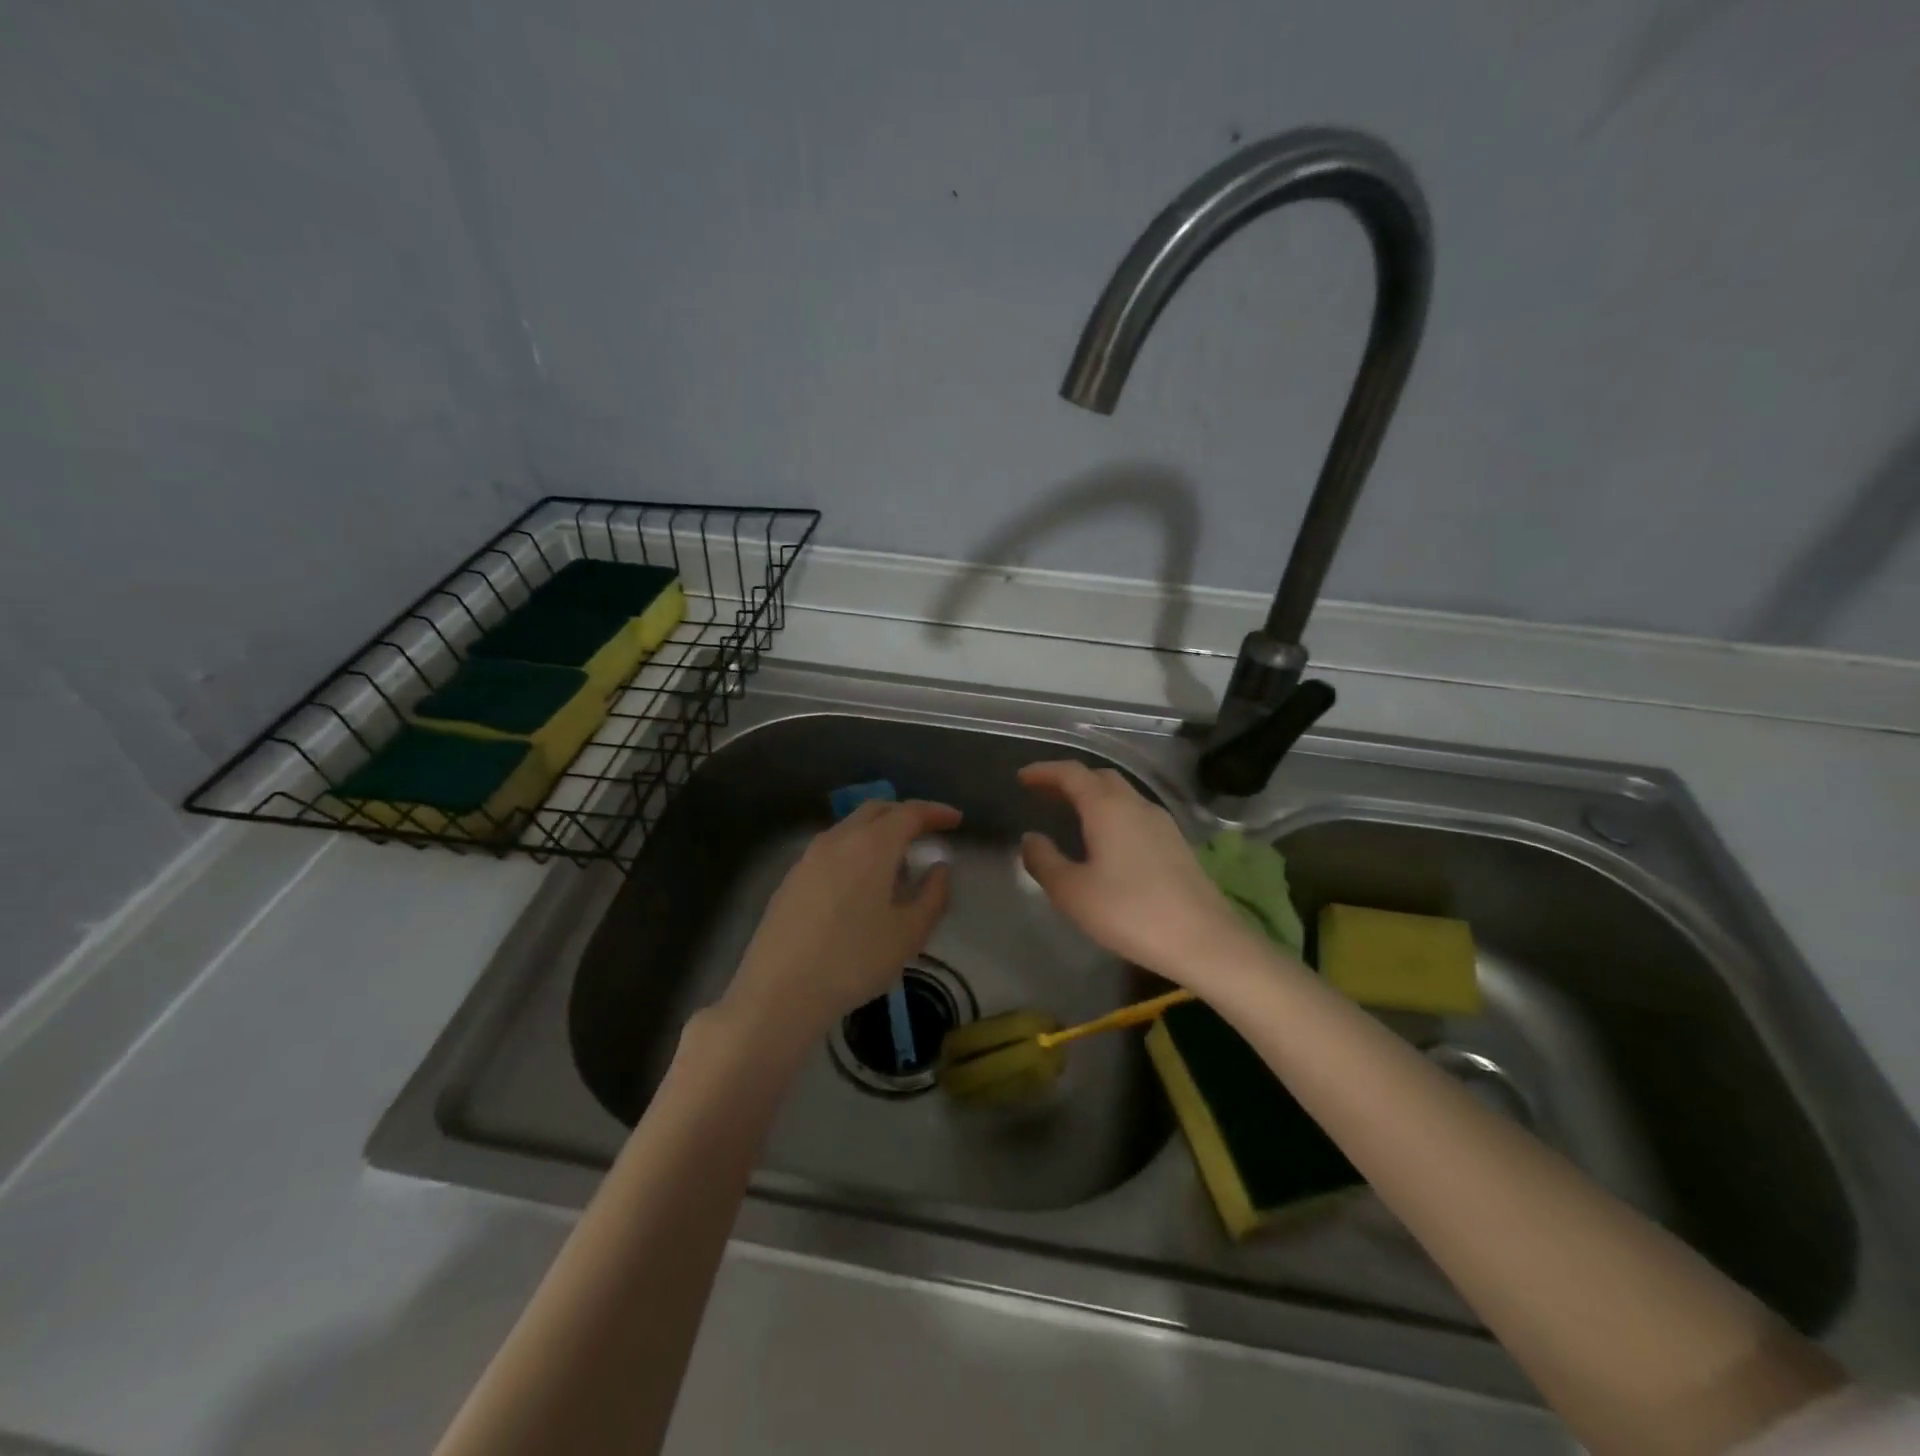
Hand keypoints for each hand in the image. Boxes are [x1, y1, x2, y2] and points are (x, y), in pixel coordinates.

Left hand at [720, 798, 961, 1054]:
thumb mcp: (909, 934)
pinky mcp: (791, 878)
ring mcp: (809, 857)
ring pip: (850, 828)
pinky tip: (860, 885)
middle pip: (876, 810)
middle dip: (905, 815)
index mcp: (872, 845)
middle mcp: (838, 839)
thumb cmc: (854, 960)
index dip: (935, 813)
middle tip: (927, 834)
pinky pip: (832, 849)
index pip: (910, 813)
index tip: (955, 820)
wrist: (779, 992)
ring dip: (878, 833)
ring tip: (896, 865)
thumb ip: (933, 895)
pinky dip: (855, 851)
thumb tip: (939, 869)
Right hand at [1018, 761, 1254, 988]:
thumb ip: (1044, 861)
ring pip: (1121, 795)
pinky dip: (1112, 814)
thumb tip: (1031, 838)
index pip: (1072, 773)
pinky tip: (1106, 840)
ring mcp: (1161, 823)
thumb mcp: (1072, 892)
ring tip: (1071, 815)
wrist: (1203, 940)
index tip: (1023, 777)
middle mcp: (1136, 805)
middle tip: (1044, 794)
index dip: (1044, 771)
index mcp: (1107, 807)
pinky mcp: (1176, 843)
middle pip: (1100, 777)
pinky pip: (1135, 814)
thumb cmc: (1129, 912)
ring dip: (1093, 797)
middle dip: (1069, 780)